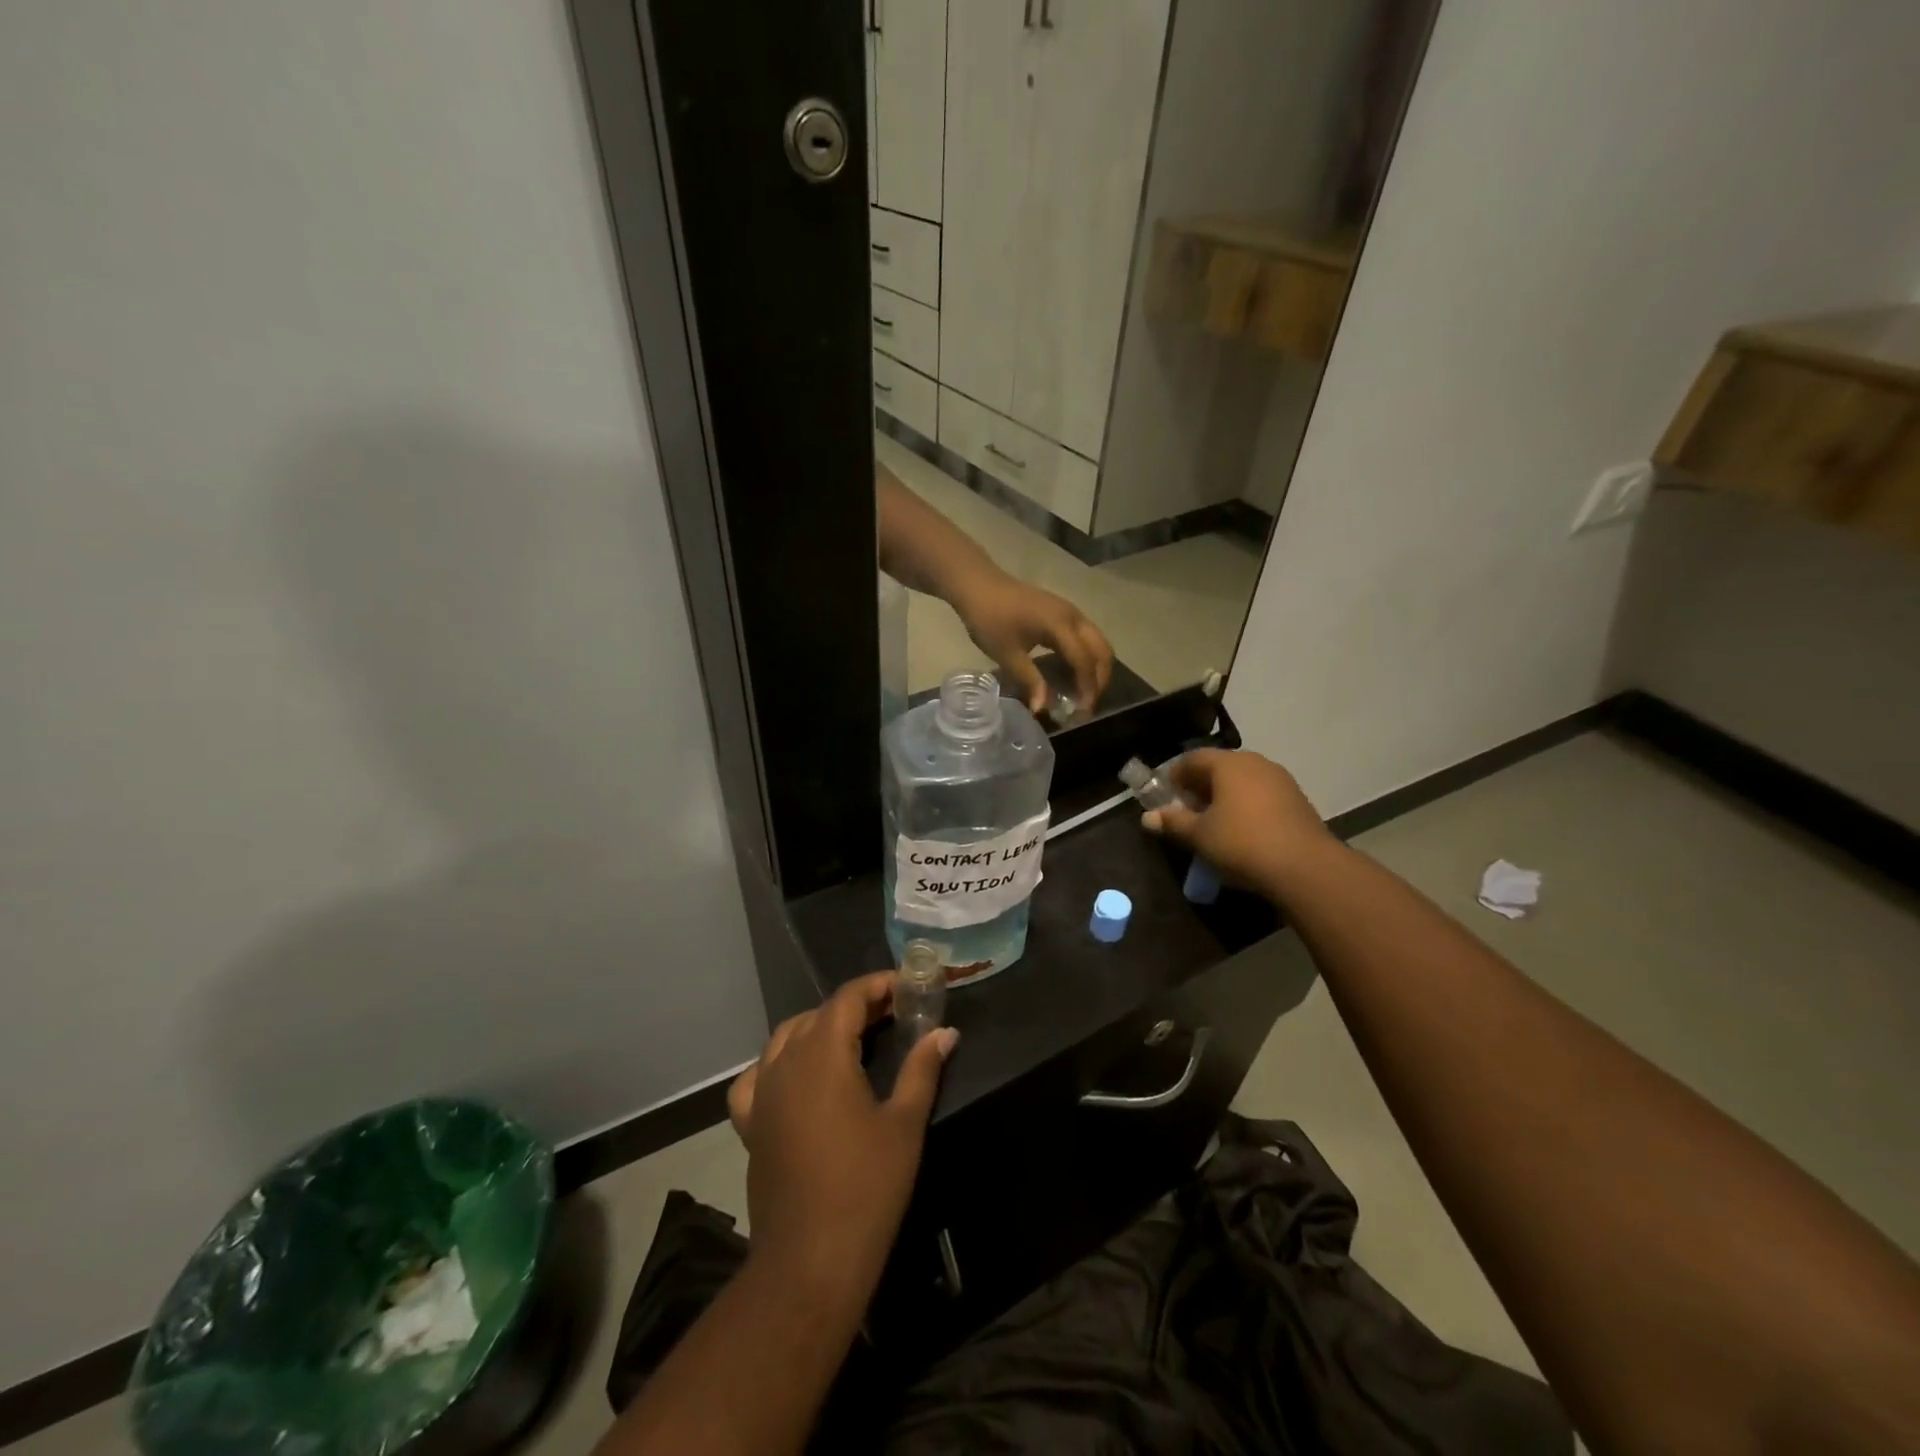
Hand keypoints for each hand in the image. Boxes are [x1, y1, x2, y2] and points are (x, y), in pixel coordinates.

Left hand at [727, 973, 957, 1303]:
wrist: (810, 1261)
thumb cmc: (866, 1187)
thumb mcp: (904, 1123)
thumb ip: (922, 1069)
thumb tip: (945, 1032)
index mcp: (823, 1054)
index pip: (848, 998)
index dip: (878, 985)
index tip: (907, 987)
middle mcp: (786, 1063)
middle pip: (819, 1014)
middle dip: (856, 1005)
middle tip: (893, 1013)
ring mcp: (762, 1094)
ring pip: (786, 1038)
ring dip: (819, 1027)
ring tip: (852, 1038)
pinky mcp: (750, 1124)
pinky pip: (757, 1077)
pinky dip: (777, 1064)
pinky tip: (796, 1077)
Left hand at [948, 569, 1112, 715]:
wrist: (978, 585)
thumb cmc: (990, 618)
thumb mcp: (1007, 654)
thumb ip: (1030, 681)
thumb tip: (1042, 709)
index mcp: (1061, 626)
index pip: (1084, 661)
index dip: (1087, 688)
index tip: (1082, 712)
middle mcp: (1073, 617)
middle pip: (1102, 650)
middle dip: (1100, 679)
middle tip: (1087, 705)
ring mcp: (1070, 612)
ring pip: (1097, 643)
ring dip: (1095, 668)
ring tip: (1082, 694)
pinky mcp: (1063, 613)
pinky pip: (1086, 638)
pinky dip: (1086, 657)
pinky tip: (1071, 675)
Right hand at [1140, 748, 1334, 894]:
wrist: (1306, 868)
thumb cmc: (1242, 843)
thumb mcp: (1199, 835)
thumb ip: (1173, 822)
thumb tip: (1148, 817)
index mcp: (1228, 763)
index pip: (1192, 758)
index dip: (1173, 775)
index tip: (1163, 795)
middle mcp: (1255, 763)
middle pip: (1218, 767)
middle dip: (1198, 786)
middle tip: (1184, 809)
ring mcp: (1280, 780)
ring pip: (1241, 781)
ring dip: (1222, 796)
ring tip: (1211, 822)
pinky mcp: (1296, 799)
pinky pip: (1260, 794)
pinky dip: (1244, 805)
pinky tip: (1240, 829)